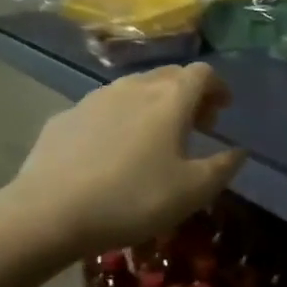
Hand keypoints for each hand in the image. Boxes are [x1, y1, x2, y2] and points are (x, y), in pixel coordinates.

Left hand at [3, 64, 247, 259]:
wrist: (48, 213)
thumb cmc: (133, 199)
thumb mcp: (193, 192)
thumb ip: (223, 167)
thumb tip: (239, 151)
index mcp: (170, 99)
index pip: (202, 73)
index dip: (218, 86)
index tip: (223, 109)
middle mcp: (134, 87)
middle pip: (169, 75)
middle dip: (189, 93)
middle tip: (197, 124)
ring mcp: (94, 99)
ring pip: (134, 88)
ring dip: (154, 104)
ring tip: (156, 137)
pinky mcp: (65, 117)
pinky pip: (103, 108)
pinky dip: (120, 119)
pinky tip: (113, 151)